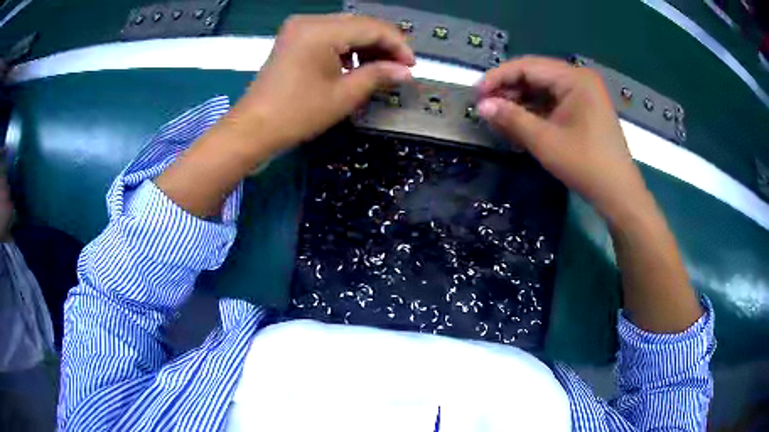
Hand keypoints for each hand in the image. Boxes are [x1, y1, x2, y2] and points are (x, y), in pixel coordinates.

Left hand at [229, 13, 414, 151]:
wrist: (253, 129)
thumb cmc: (297, 114)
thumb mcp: (344, 96)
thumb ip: (378, 76)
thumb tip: (406, 72)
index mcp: (321, 31)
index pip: (372, 27)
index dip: (397, 45)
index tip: (412, 66)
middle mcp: (310, 21)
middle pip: (359, 24)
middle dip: (383, 45)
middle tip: (400, 68)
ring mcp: (299, 28)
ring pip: (345, 28)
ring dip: (366, 46)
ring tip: (381, 69)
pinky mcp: (293, 38)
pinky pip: (329, 35)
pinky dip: (346, 48)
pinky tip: (356, 65)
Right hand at [476, 56, 648, 221]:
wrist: (619, 194)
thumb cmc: (586, 165)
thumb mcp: (545, 141)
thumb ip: (511, 118)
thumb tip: (481, 106)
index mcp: (574, 78)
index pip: (527, 67)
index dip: (498, 78)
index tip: (476, 95)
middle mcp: (579, 79)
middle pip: (535, 76)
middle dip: (509, 91)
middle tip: (485, 108)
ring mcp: (583, 94)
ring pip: (543, 90)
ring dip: (520, 103)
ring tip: (499, 118)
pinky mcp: (584, 110)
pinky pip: (553, 103)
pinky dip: (535, 112)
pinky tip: (519, 124)